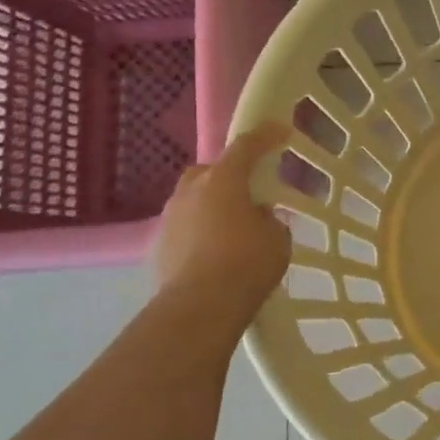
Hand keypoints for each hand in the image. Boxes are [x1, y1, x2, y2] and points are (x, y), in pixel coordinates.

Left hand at [152, 122, 292, 311]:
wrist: (199, 308)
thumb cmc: (246, 264)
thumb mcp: (277, 238)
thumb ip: (269, 219)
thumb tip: (257, 216)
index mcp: (223, 180)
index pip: (246, 146)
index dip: (266, 136)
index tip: (281, 130)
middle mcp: (191, 191)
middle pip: (210, 170)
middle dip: (227, 175)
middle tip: (248, 192)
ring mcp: (170, 218)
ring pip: (193, 200)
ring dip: (211, 206)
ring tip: (232, 228)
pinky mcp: (159, 246)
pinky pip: (185, 227)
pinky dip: (200, 232)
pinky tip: (215, 253)